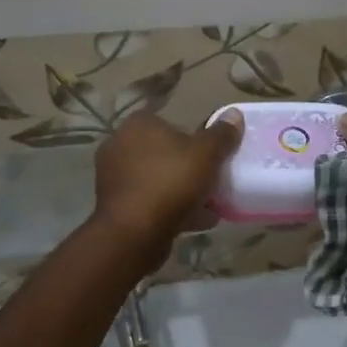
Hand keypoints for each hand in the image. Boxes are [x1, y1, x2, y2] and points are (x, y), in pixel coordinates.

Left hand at [91, 110, 243, 271]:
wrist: (134, 232)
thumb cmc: (170, 182)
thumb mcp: (206, 155)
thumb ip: (221, 135)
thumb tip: (234, 113)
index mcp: (138, 125)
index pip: (171, 123)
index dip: (194, 140)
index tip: (212, 158)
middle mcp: (119, 146)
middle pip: (164, 153)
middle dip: (188, 169)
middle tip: (212, 183)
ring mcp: (113, 177)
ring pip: (157, 180)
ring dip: (181, 192)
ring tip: (208, 208)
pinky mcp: (114, 206)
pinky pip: (149, 202)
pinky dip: (169, 209)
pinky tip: (194, 223)